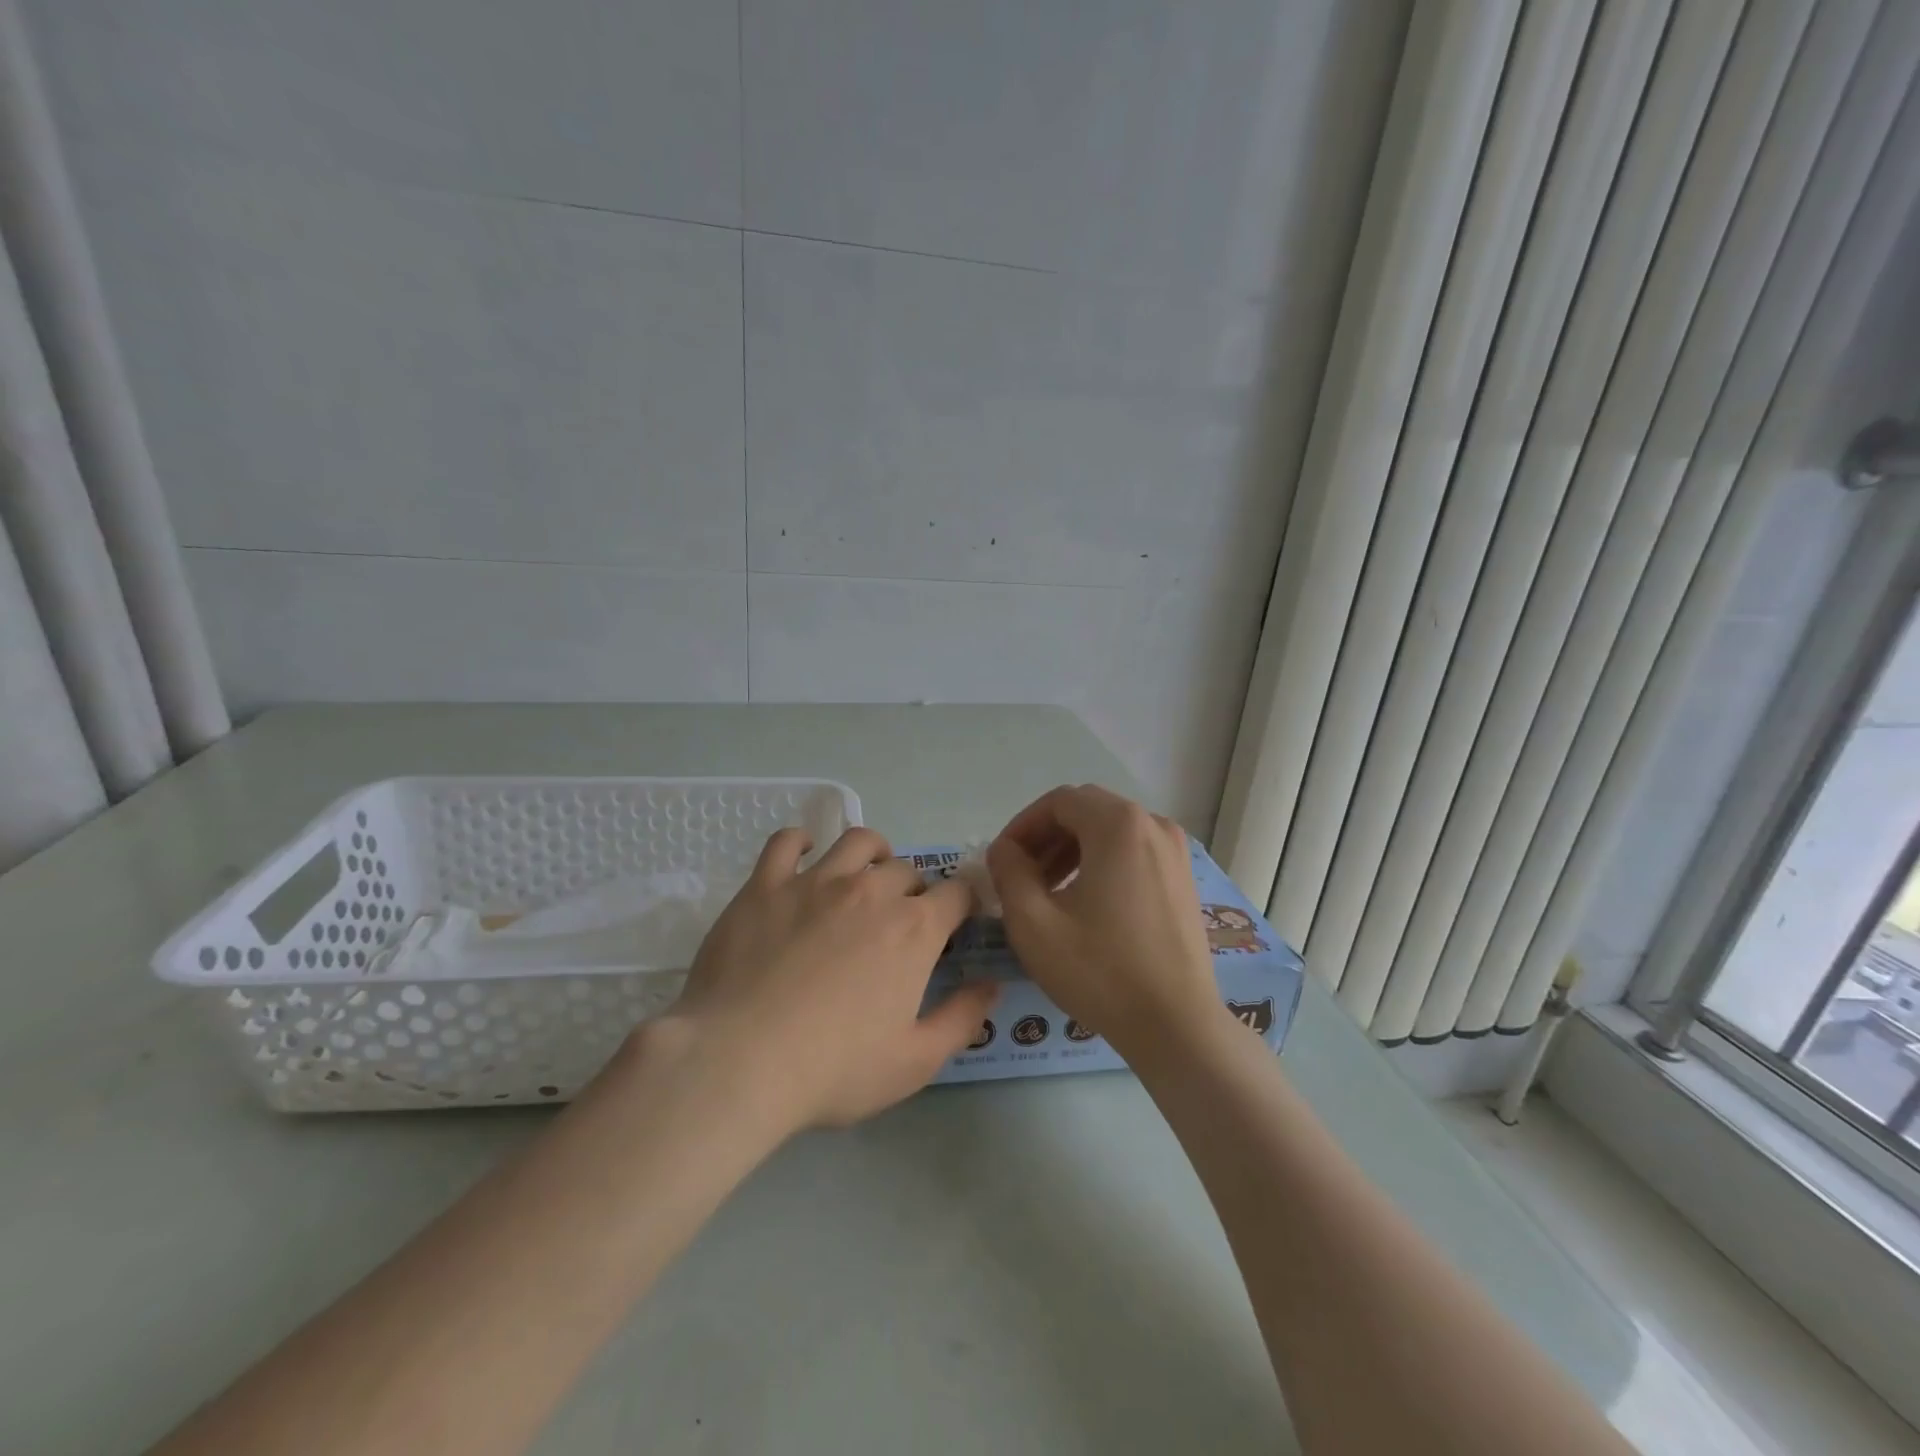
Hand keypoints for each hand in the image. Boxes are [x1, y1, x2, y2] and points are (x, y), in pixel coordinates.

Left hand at [659, 826, 997, 1132]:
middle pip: (907, 869)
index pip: (956, 893)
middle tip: (902, 920)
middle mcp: (871, 892)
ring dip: (873, 852)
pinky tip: (803, 854)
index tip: (957, 920)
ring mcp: (815, 882)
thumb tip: (991, 986)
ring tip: (867, 873)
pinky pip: (786, 842)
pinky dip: (801, 842)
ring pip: (857, 842)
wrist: (739, 1061)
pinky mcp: (765, 885)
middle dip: (915, 889)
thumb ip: (961, 1019)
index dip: (963, 903)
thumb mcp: (915, 1062)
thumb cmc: (834, 1068)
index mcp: (913, 929)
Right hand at [987, 785, 1224, 1060]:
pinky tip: (1086, 905)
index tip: (1001, 862)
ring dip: (1072, 852)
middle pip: (1086, 812)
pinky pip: (1133, 853)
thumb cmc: (1100, 970)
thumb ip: (1008, 871)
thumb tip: (1004, 850)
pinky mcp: (1183, 879)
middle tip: (1020, 877)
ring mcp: (1175, 852)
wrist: (1176, 1026)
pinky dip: (1102, 864)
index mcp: (1119, 824)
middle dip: (1046, 838)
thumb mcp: (1033, 921)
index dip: (1022, 827)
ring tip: (1048, 893)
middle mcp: (1153, 824)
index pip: (1058, 802)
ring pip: (1110, 833)